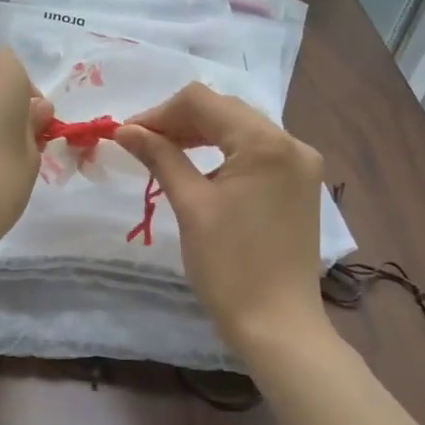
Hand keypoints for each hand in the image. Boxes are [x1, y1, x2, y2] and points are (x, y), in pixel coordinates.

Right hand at [116, 83, 328, 350]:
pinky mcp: (299, 185)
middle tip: (140, 145)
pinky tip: (198, 168)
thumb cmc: (229, 266)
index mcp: (265, 143)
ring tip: (163, 153)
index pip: (203, 101)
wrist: (278, 324)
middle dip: (178, 121)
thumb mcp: (190, 205)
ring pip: (240, 129)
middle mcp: (291, 142)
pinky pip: (256, 152)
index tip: (127, 135)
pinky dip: (223, 153)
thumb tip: (124, 130)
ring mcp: (300, 164)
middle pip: (224, 110)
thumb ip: (160, 157)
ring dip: (200, 134)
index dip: (159, 112)